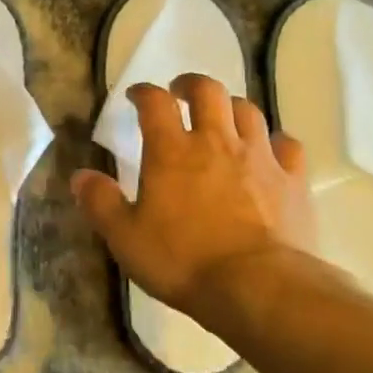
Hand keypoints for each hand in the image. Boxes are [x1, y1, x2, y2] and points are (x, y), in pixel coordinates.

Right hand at [72, 75, 332, 320]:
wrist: (259, 287)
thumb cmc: (183, 261)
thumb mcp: (125, 238)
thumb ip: (100, 203)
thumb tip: (80, 176)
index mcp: (171, 151)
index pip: (155, 103)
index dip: (144, 92)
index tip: (137, 96)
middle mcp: (216, 142)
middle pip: (208, 92)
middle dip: (192, 85)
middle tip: (182, 93)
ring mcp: (259, 157)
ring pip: (248, 111)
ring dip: (231, 108)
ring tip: (223, 118)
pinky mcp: (293, 180)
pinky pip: (287, 145)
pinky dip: (274, 142)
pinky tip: (270, 152)